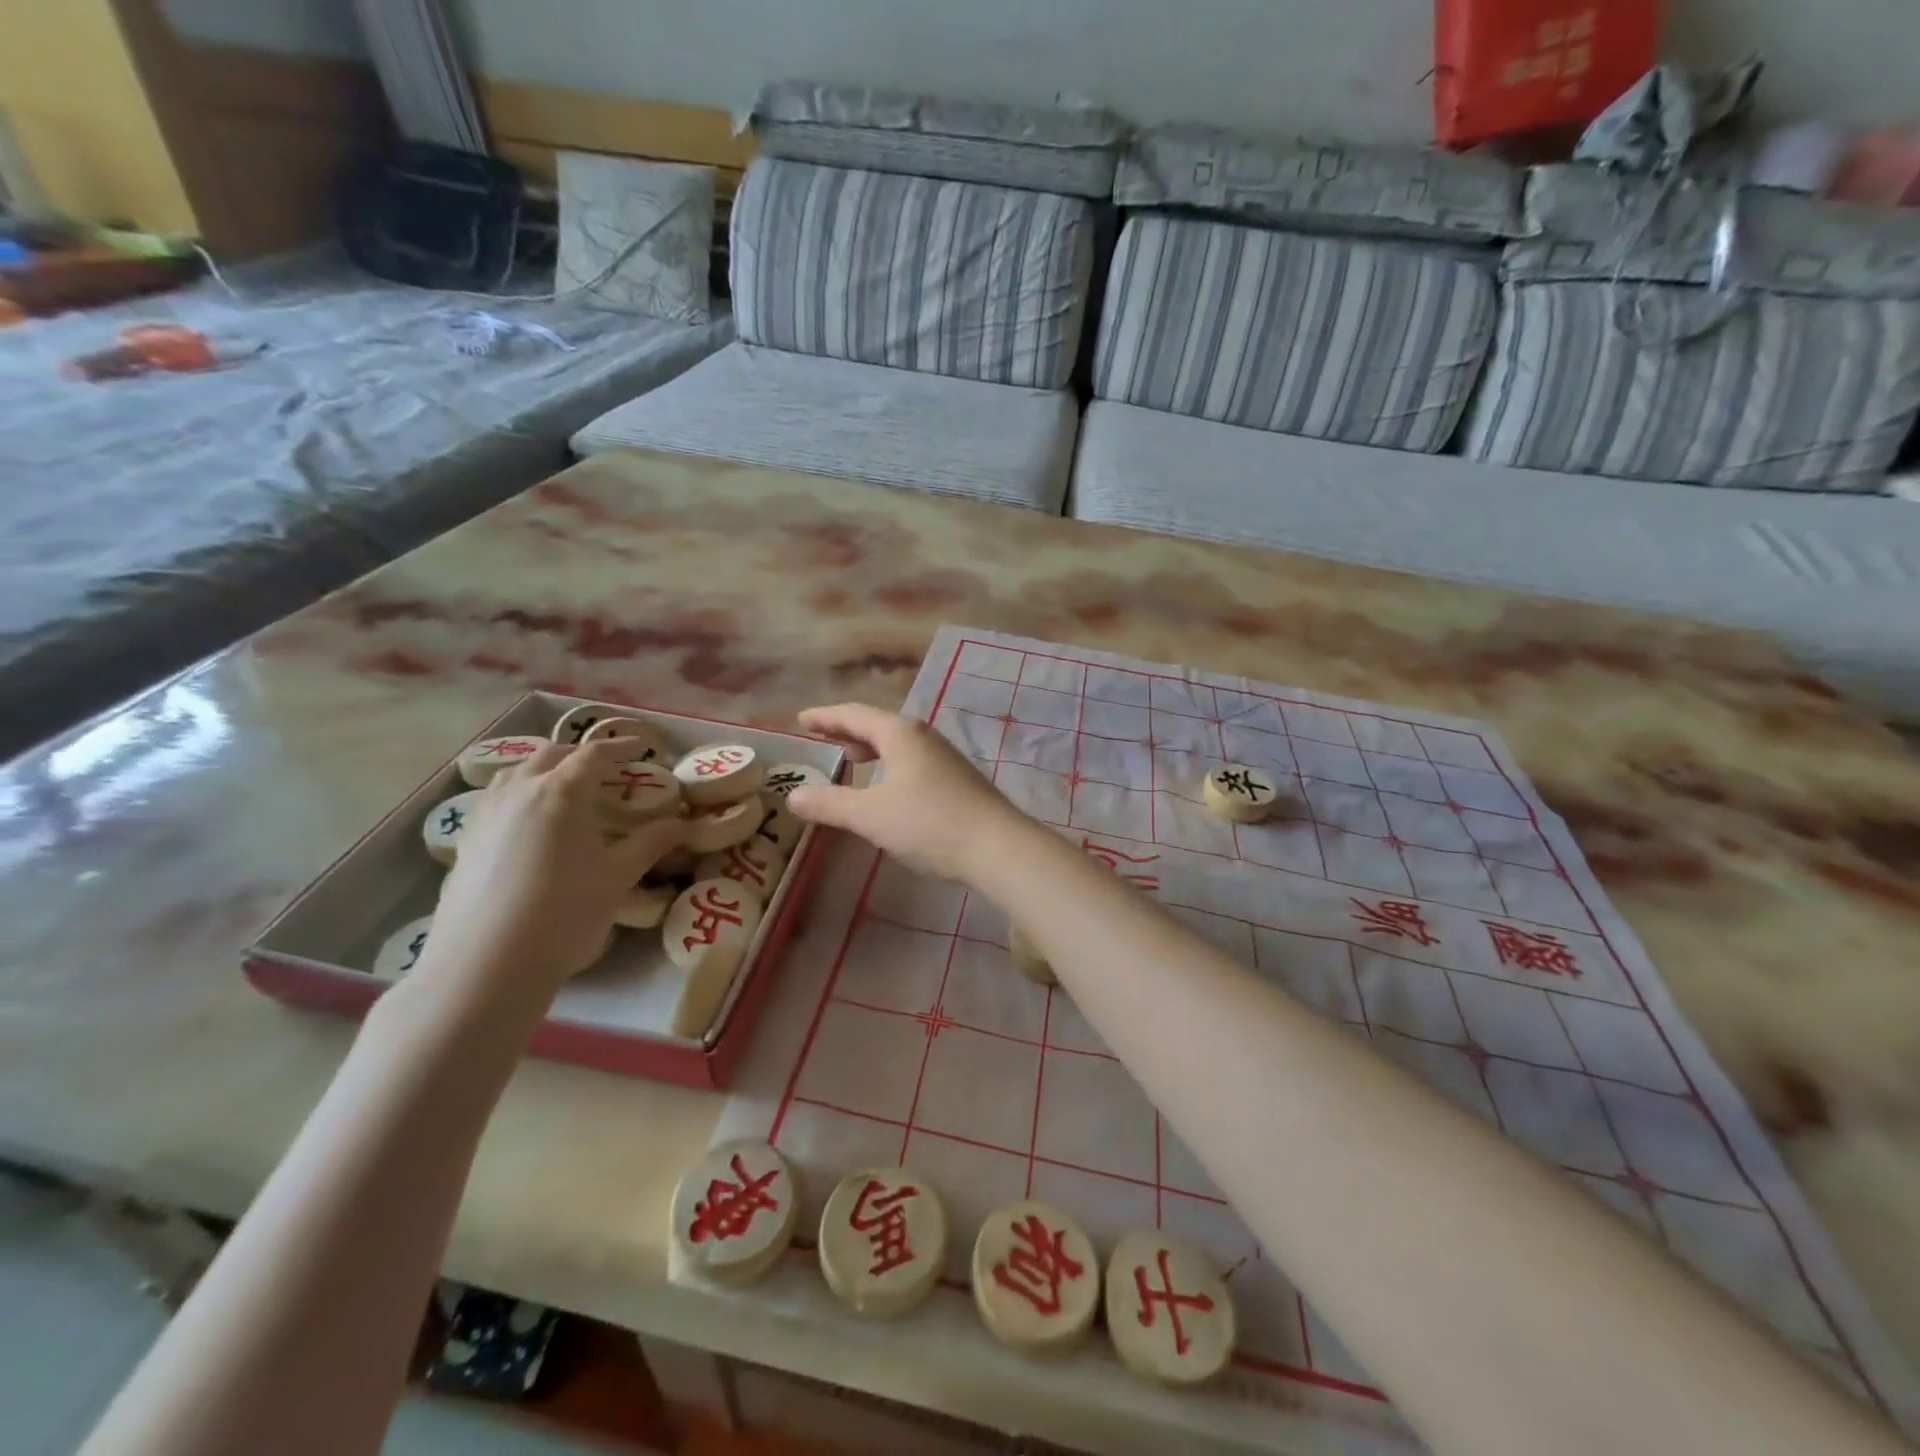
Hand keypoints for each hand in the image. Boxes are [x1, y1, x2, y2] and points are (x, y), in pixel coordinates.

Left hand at [422, 738, 686, 997]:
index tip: (641, 748)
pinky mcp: (466, 841)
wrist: (487, 962)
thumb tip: (682, 824)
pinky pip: (495, 799)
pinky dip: (518, 794)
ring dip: (545, 770)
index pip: (594, 755)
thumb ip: (651, 843)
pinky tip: (528, 822)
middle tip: (606, 770)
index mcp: (562, 792)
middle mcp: (520, 791)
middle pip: (552, 755)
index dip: (621, 747)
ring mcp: (486, 814)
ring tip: (564, 789)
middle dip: (581, 755)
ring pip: (516, 772)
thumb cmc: (565, 912)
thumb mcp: (618, 877)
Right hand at [786, 703, 1026, 882]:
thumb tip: (793, 795)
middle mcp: (923, 736)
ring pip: (899, 743)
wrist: (997, 846)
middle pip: (878, 724)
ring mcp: (944, 756)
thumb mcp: (870, 816)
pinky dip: (890, 764)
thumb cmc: (928, 823)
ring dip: (871, 747)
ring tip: (852, 758)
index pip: (854, 715)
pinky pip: (913, 760)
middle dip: (848, 730)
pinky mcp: (957, 778)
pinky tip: (889, 786)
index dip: (825, 717)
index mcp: (899, 733)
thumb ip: (830, 804)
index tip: (802, 720)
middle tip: (822, 737)